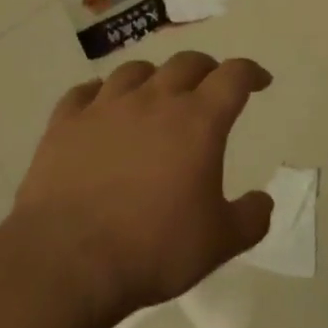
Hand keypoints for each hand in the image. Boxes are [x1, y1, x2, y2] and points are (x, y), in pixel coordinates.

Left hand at [11, 52, 274, 322]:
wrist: (66, 263)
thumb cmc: (153, 248)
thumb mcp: (219, 243)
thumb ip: (250, 218)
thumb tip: (263, 201)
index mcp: (198, 121)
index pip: (234, 76)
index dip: (251, 73)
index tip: (260, 81)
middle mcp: (155, 101)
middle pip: (187, 63)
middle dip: (206, 69)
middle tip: (211, 86)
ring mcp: (105, 108)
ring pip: (135, 70)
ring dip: (154, 76)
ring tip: (157, 93)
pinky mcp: (64, 125)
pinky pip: (84, 93)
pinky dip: (100, 94)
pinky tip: (101, 107)